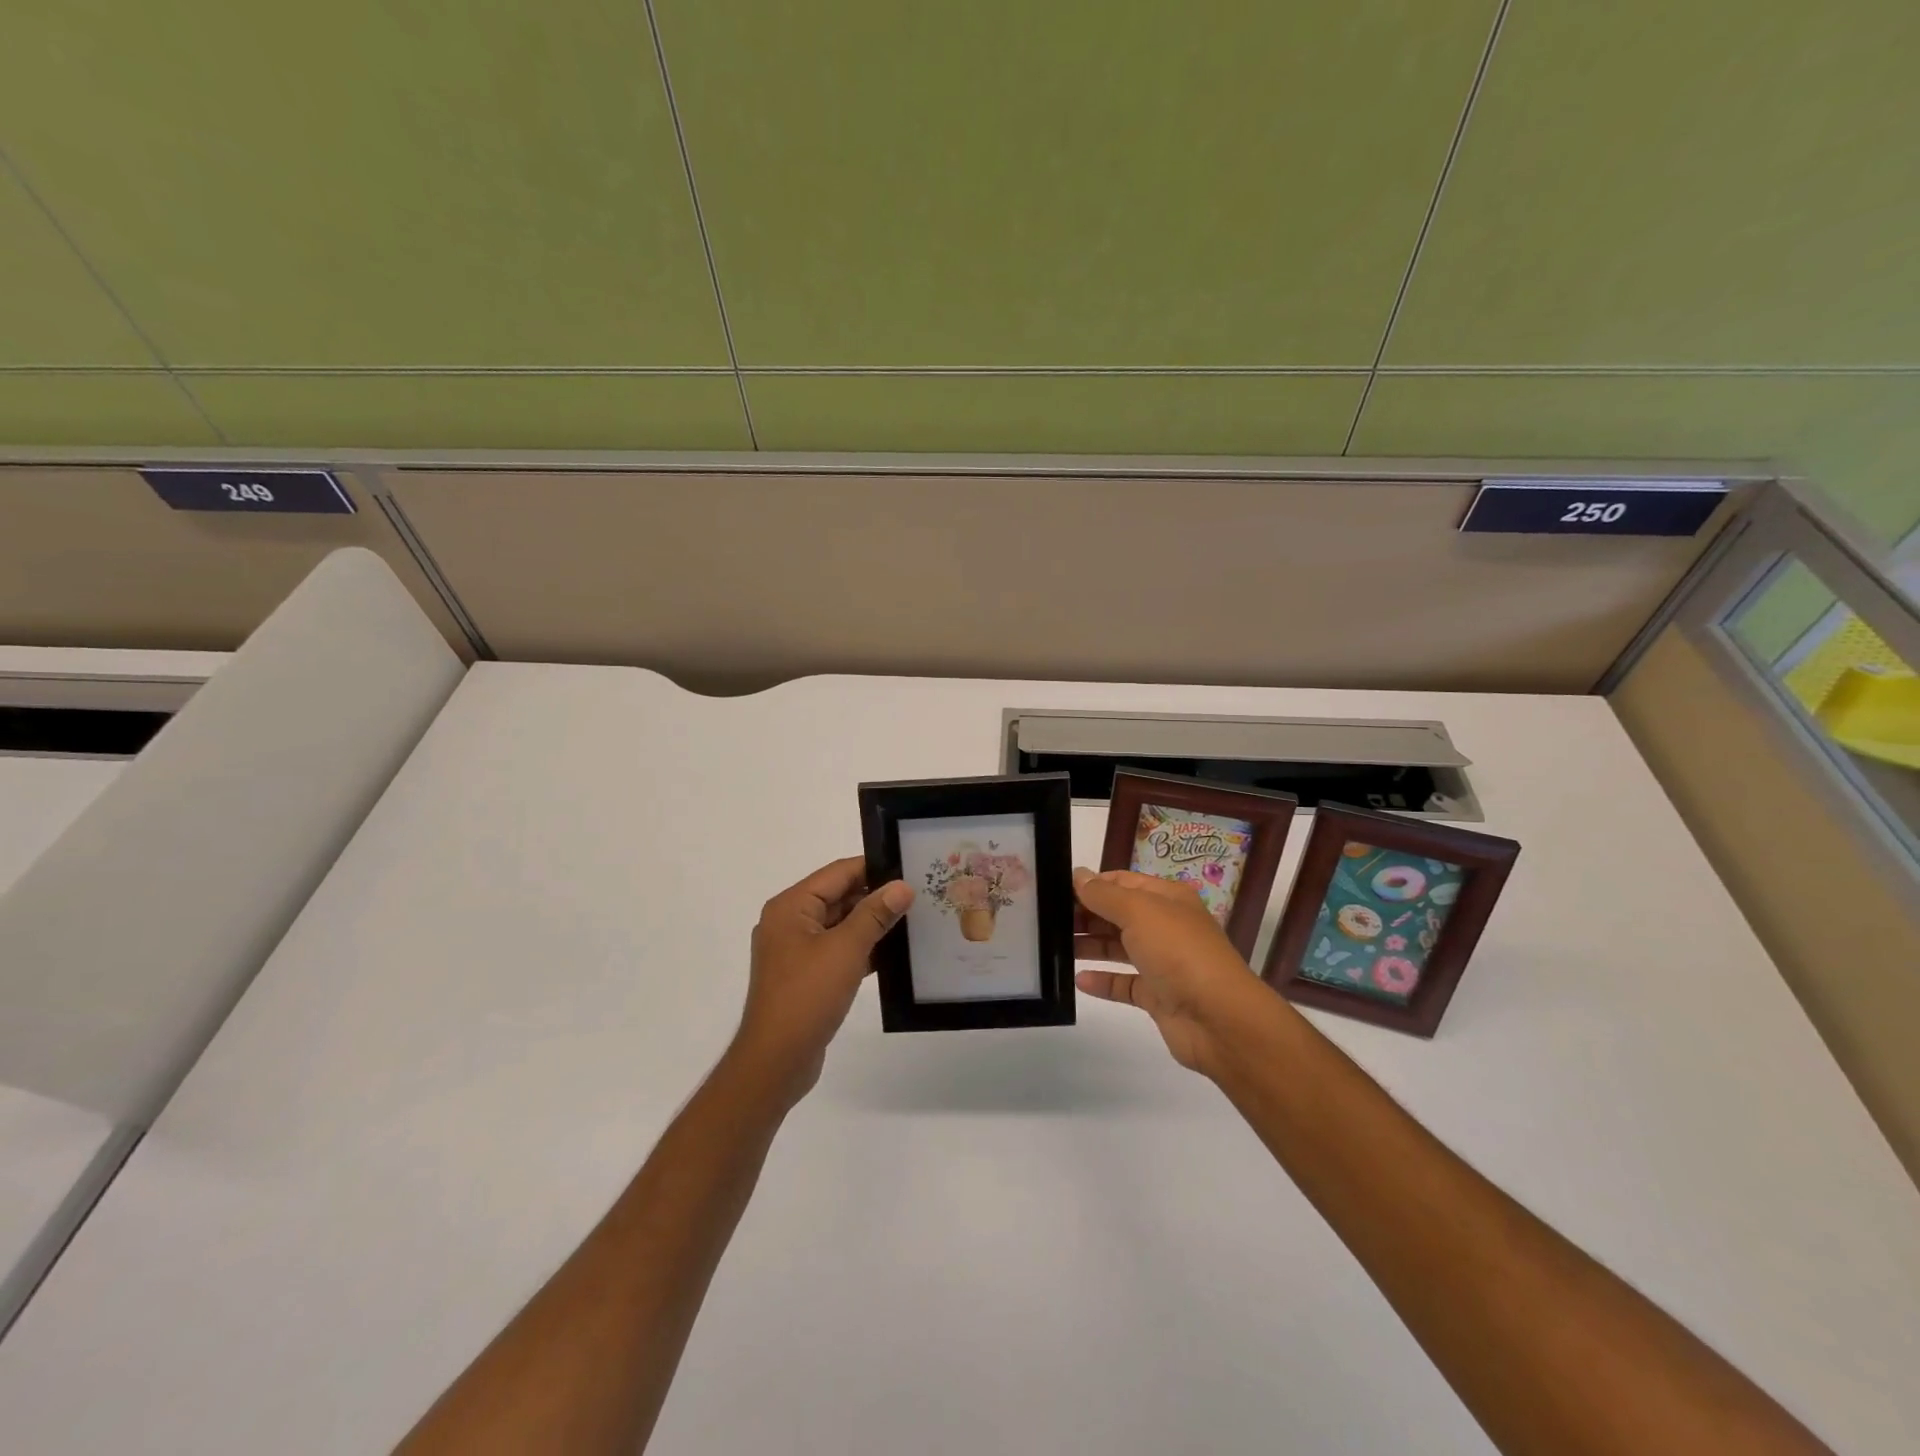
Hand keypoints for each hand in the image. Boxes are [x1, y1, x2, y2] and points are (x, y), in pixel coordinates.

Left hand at [732, 856, 912, 1103]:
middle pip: (838, 896)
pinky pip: (838, 950)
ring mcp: (796, 951)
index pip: (838, 873)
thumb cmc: (807, 996)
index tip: (910, 869)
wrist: (776, 1061)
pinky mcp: (806, 976)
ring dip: (872, 923)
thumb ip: (875, 914)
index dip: (874, 868)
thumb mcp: (846, 949)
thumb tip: (902, 886)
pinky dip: (862, 948)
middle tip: (919, 895)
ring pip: (840, 924)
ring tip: (914, 920)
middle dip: (876, 896)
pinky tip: (894, 953)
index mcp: (791, 906)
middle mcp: (789, 922)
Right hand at [1073, 868, 1281, 1076]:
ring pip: (1119, 948)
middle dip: (1086, 915)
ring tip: (1054, 948)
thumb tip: (1079, 875)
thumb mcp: (1139, 912)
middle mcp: (1166, 926)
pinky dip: (1103, 982)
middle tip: (1046, 921)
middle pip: (1118, 915)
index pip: (1122, 883)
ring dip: (1090, 946)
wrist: (1220, 1018)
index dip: (1092, 885)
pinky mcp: (1159, 996)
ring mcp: (1163, 963)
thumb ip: (1104, 895)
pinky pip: (1125, 984)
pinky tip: (1079, 981)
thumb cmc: (1178, 952)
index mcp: (1166, 898)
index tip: (1055, 891)